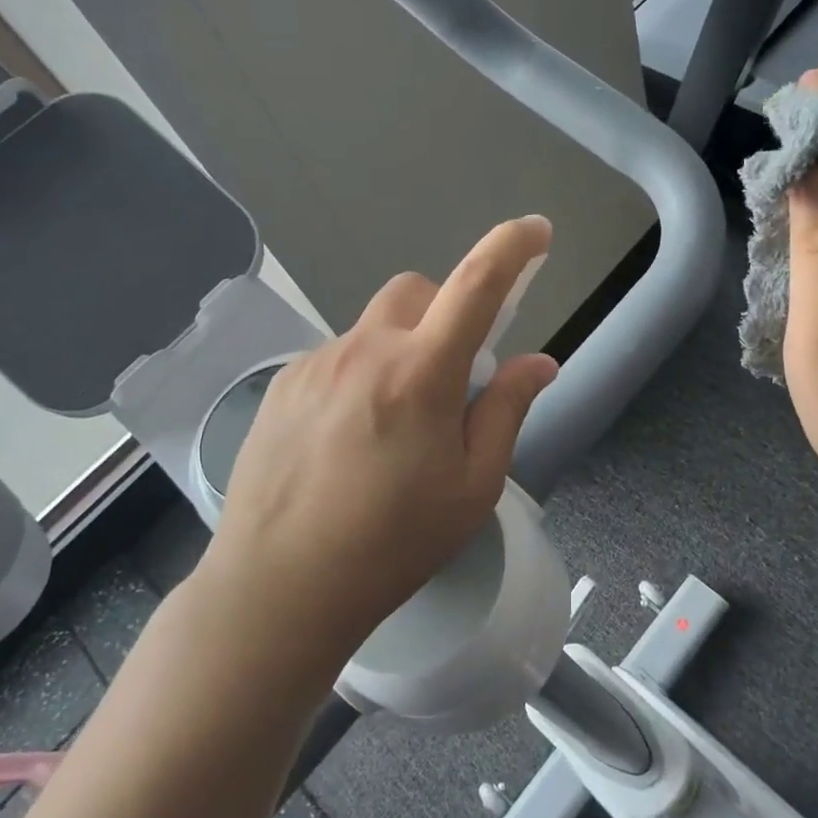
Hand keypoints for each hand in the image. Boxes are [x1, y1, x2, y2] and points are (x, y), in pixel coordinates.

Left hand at [193, 216, 558, 674]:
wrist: (278, 587)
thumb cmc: (391, 544)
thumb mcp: (472, 487)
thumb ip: (507, 410)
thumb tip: (539, 363)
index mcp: (420, 373)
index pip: (476, 285)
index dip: (512, 248)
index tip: (535, 230)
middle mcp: (364, 350)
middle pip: (416, 291)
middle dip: (445, 311)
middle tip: (452, 374)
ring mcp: (315, 363)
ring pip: (373, 326)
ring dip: (400, 349)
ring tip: (393, 424)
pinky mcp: (282, 384)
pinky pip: (336, 355)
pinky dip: (361, 373)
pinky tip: (348, 437)